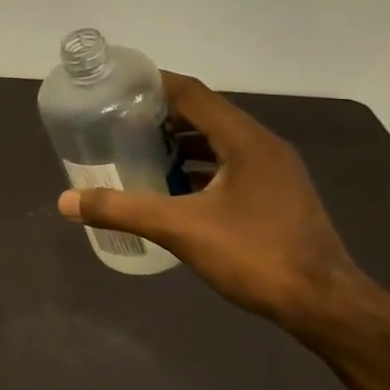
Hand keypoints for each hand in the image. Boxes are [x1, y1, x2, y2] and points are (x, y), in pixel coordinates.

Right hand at [57, 72, 371, 332]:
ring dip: (178, 143)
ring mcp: (274, 171)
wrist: (323, 304)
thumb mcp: (181, 230)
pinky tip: (172, 189)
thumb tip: (66, 200)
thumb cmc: (255, 256)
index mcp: (246, 141)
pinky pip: (229, 165)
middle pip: (204, 114)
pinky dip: (198, 167)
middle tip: (116, 124)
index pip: (193, 94)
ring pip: (218, 142)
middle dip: (160, 116)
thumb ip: (122, 210)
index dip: (154, 85)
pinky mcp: (275, 194)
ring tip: (136, 153)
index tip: (115, 89)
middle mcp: (263, 146)